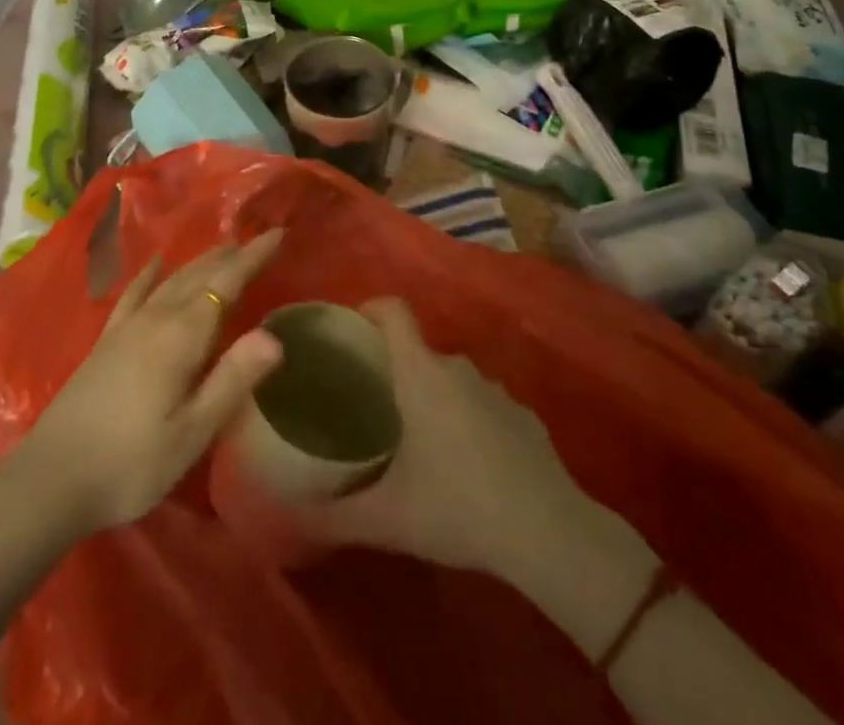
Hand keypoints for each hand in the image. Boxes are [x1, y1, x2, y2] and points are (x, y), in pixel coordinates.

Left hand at [12, 230, 284, 537]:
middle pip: (199, 275)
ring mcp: (126, 327)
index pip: (225, 283)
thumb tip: (275, 335)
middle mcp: (155, 318)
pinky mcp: (106, 341)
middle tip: (258, 240)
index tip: (278, 233)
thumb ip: (232, 380)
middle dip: (231, 255)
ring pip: (171, 280)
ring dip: (200, 261)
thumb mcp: (191, 432)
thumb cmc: (131, 464)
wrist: (51, 480)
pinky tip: (155, 264)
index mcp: (181, 336)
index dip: (253, 256)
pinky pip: (134, 294)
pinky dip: (149, 275)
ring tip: (223, 248)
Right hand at [309, 299, 589, 579]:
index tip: (350, 331)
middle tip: (373, 406)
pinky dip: (468, 420)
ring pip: (451, 379)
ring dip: (432, 397)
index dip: (369, 309)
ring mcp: (496, 389)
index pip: (393, 310)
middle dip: (394, 369)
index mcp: (421, 372)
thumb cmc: (459, 508)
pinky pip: (483, 404)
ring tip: (417, 439)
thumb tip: (293, 512)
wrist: (550, 534)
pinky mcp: (524, 415)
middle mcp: (458, 368)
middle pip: (418, 350)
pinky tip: (466, 465)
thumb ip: (334, 514)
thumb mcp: (387, 518)